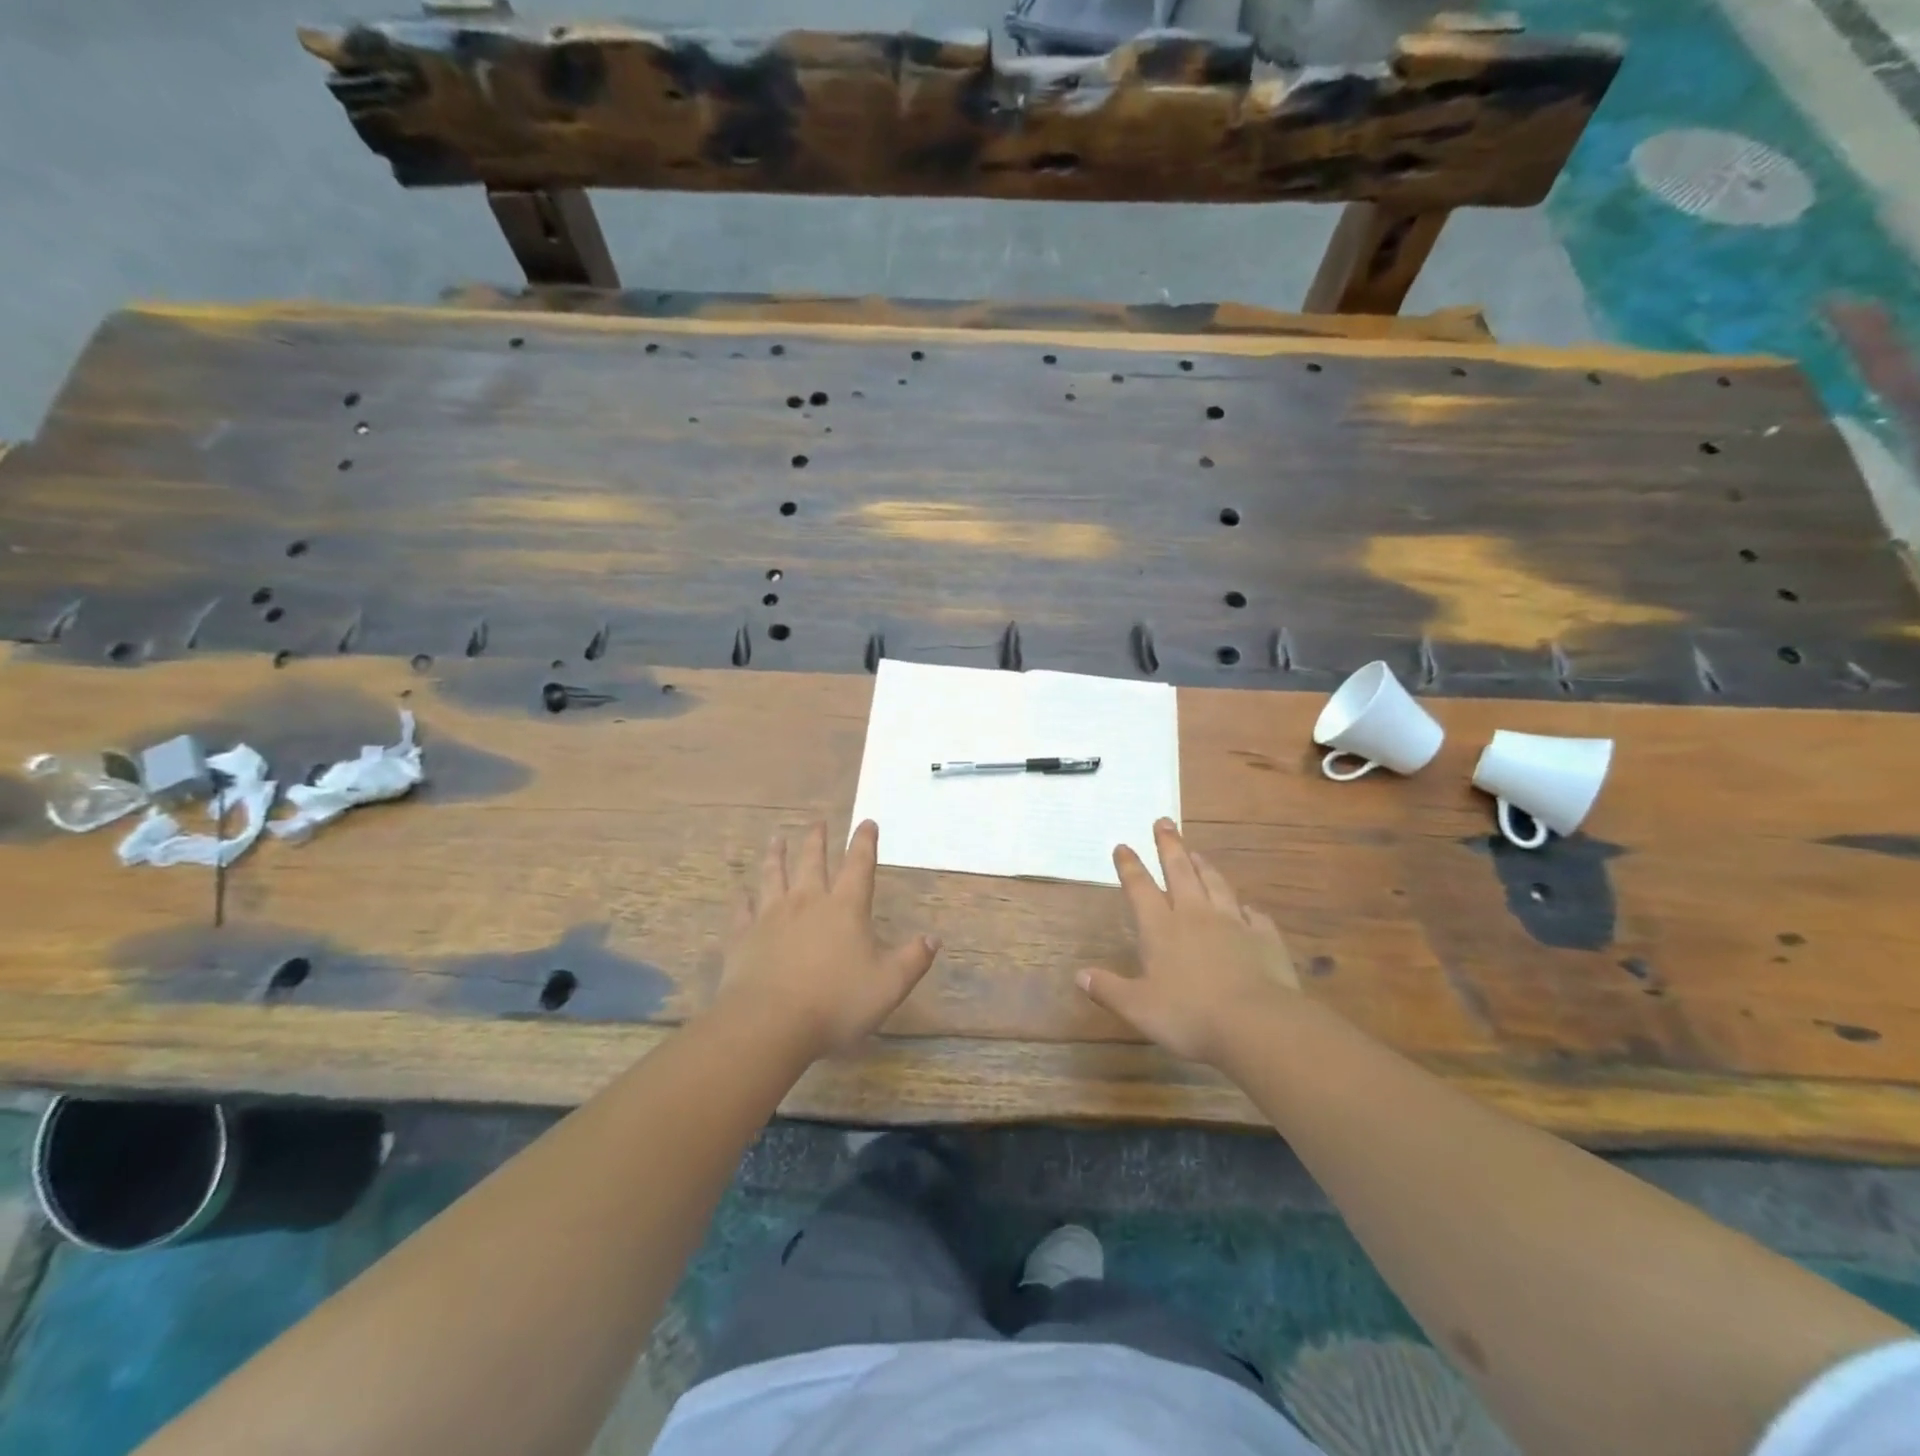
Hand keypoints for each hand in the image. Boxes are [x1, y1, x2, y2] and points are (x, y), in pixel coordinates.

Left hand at [717, 820, 939, 1057]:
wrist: (770, 1023)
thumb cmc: (836, 1003)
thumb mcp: (889, 985)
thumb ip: (913, 959)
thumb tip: (933, 938)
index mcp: (845, 908)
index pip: (858, 866)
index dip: (864, 842)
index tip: (867, 823)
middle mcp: (807, 902)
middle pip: (813, 862)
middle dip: (817, 840)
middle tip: (817, 821)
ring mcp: (771, 916)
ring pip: (774, 875)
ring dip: (777, 855)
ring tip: (778, 838)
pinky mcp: (743, 936)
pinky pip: (742, 910)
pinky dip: (743, 899)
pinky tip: (741, 893)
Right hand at [1077, 819, 1299, 1065]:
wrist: (1256, 1024)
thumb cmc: (1189, 1015)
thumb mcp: (1138, 1007)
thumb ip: (1108, 989)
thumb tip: (1079, 975)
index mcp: (1161, 928)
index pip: (1140, 888)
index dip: (1130, 866)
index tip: (1123, 845)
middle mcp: (1195, 916)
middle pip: (1180, 872)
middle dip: (1169, 846)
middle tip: (1164, 822)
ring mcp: (1233, 924)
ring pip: (1216, 885)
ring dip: (1205, 866)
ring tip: (1197, 853)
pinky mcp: (1264, 939)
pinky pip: (1254, 916)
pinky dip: (1247, 909)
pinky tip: (1248, 908)